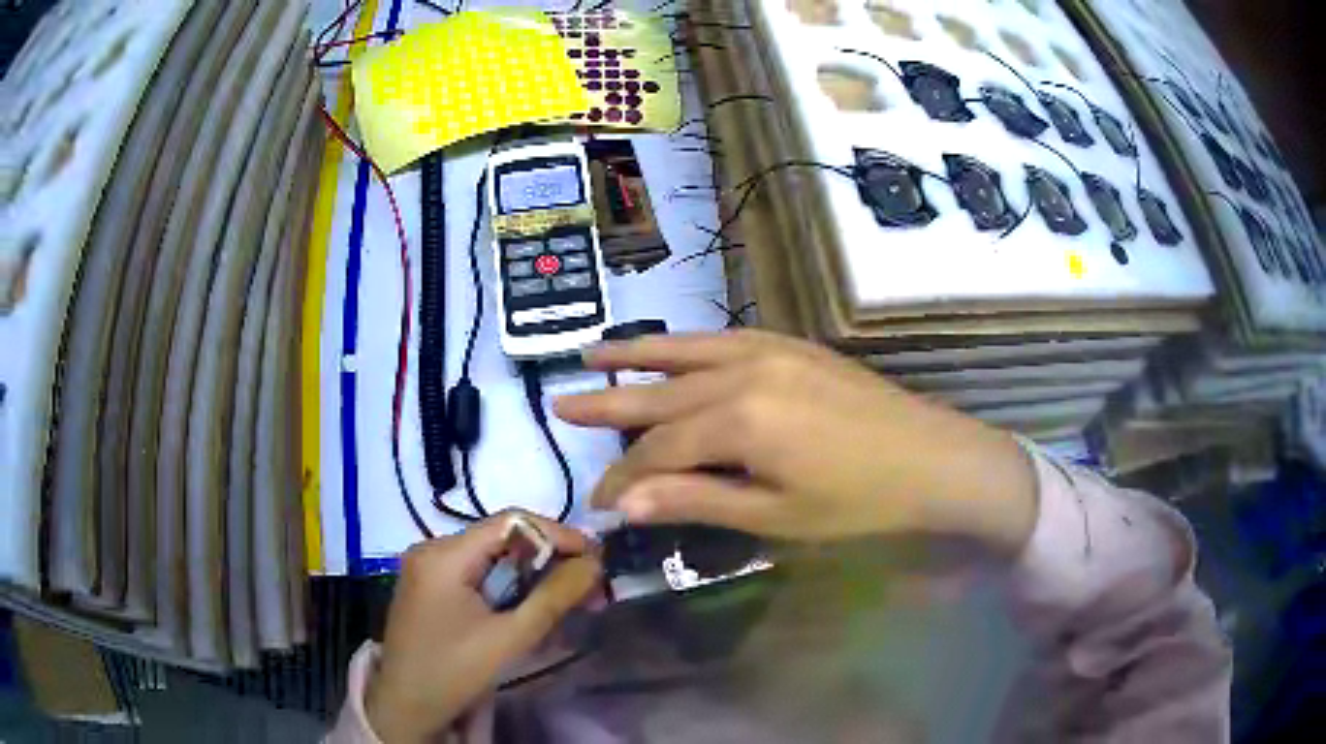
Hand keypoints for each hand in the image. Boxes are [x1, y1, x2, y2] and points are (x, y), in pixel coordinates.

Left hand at [366, 512, 599, 742]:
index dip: (557, 534)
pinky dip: (508, 585)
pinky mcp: (429, 586)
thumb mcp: (511, 637)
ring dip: (531, 575)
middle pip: (501, 539)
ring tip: (568, 598)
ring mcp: (427, 567)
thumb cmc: (455, 672)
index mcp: (444, 555)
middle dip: (548, 559)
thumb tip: (594, 563)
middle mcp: (432, 549)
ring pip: (491, 557)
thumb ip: (555, 596)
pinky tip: (531, 605)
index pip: (511, 522)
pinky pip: (477, 573)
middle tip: (588, 585)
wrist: (406, 707)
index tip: (596, 557)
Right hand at [555, 331, 1037, 551]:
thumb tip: (625, 503)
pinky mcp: (792, 344)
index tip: (600, 502)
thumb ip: (697, 500)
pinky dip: (688, 343)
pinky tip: (671, 348)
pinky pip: (724, 337)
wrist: (935, 460)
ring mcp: (770, 350)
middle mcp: (744, 372)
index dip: (625, 479)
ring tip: (591, 356)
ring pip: (686, 352)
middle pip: (662, 396)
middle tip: (561, 407)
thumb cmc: (859, 502)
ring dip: (637, 357)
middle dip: (609, 406)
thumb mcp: (776, 515)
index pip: (659, 452)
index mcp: (740, 420)